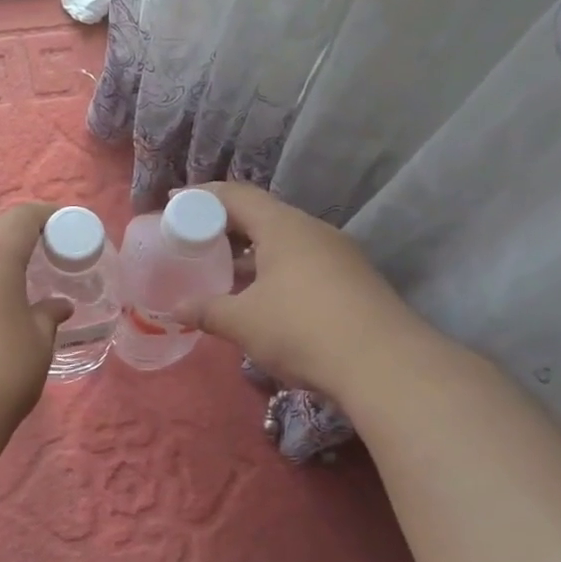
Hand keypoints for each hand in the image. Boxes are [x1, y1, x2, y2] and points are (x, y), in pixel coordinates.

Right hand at [183, 182, 413, 398]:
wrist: (387, 367)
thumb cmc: (302, 330)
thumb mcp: (244, 322)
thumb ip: (206, 310)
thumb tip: (176, 309)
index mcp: (283, 227)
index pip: (235, 195)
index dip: (200, 196)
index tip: (173, 203)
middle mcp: (312, 231)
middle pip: (260, 215)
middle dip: (224, 225)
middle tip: (192, 239)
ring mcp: (337, 255)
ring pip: (283, 241)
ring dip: (249, 251)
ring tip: (220, 268)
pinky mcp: (351, 281)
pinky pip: (301, 262)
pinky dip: (273, 269)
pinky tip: (259, 296)